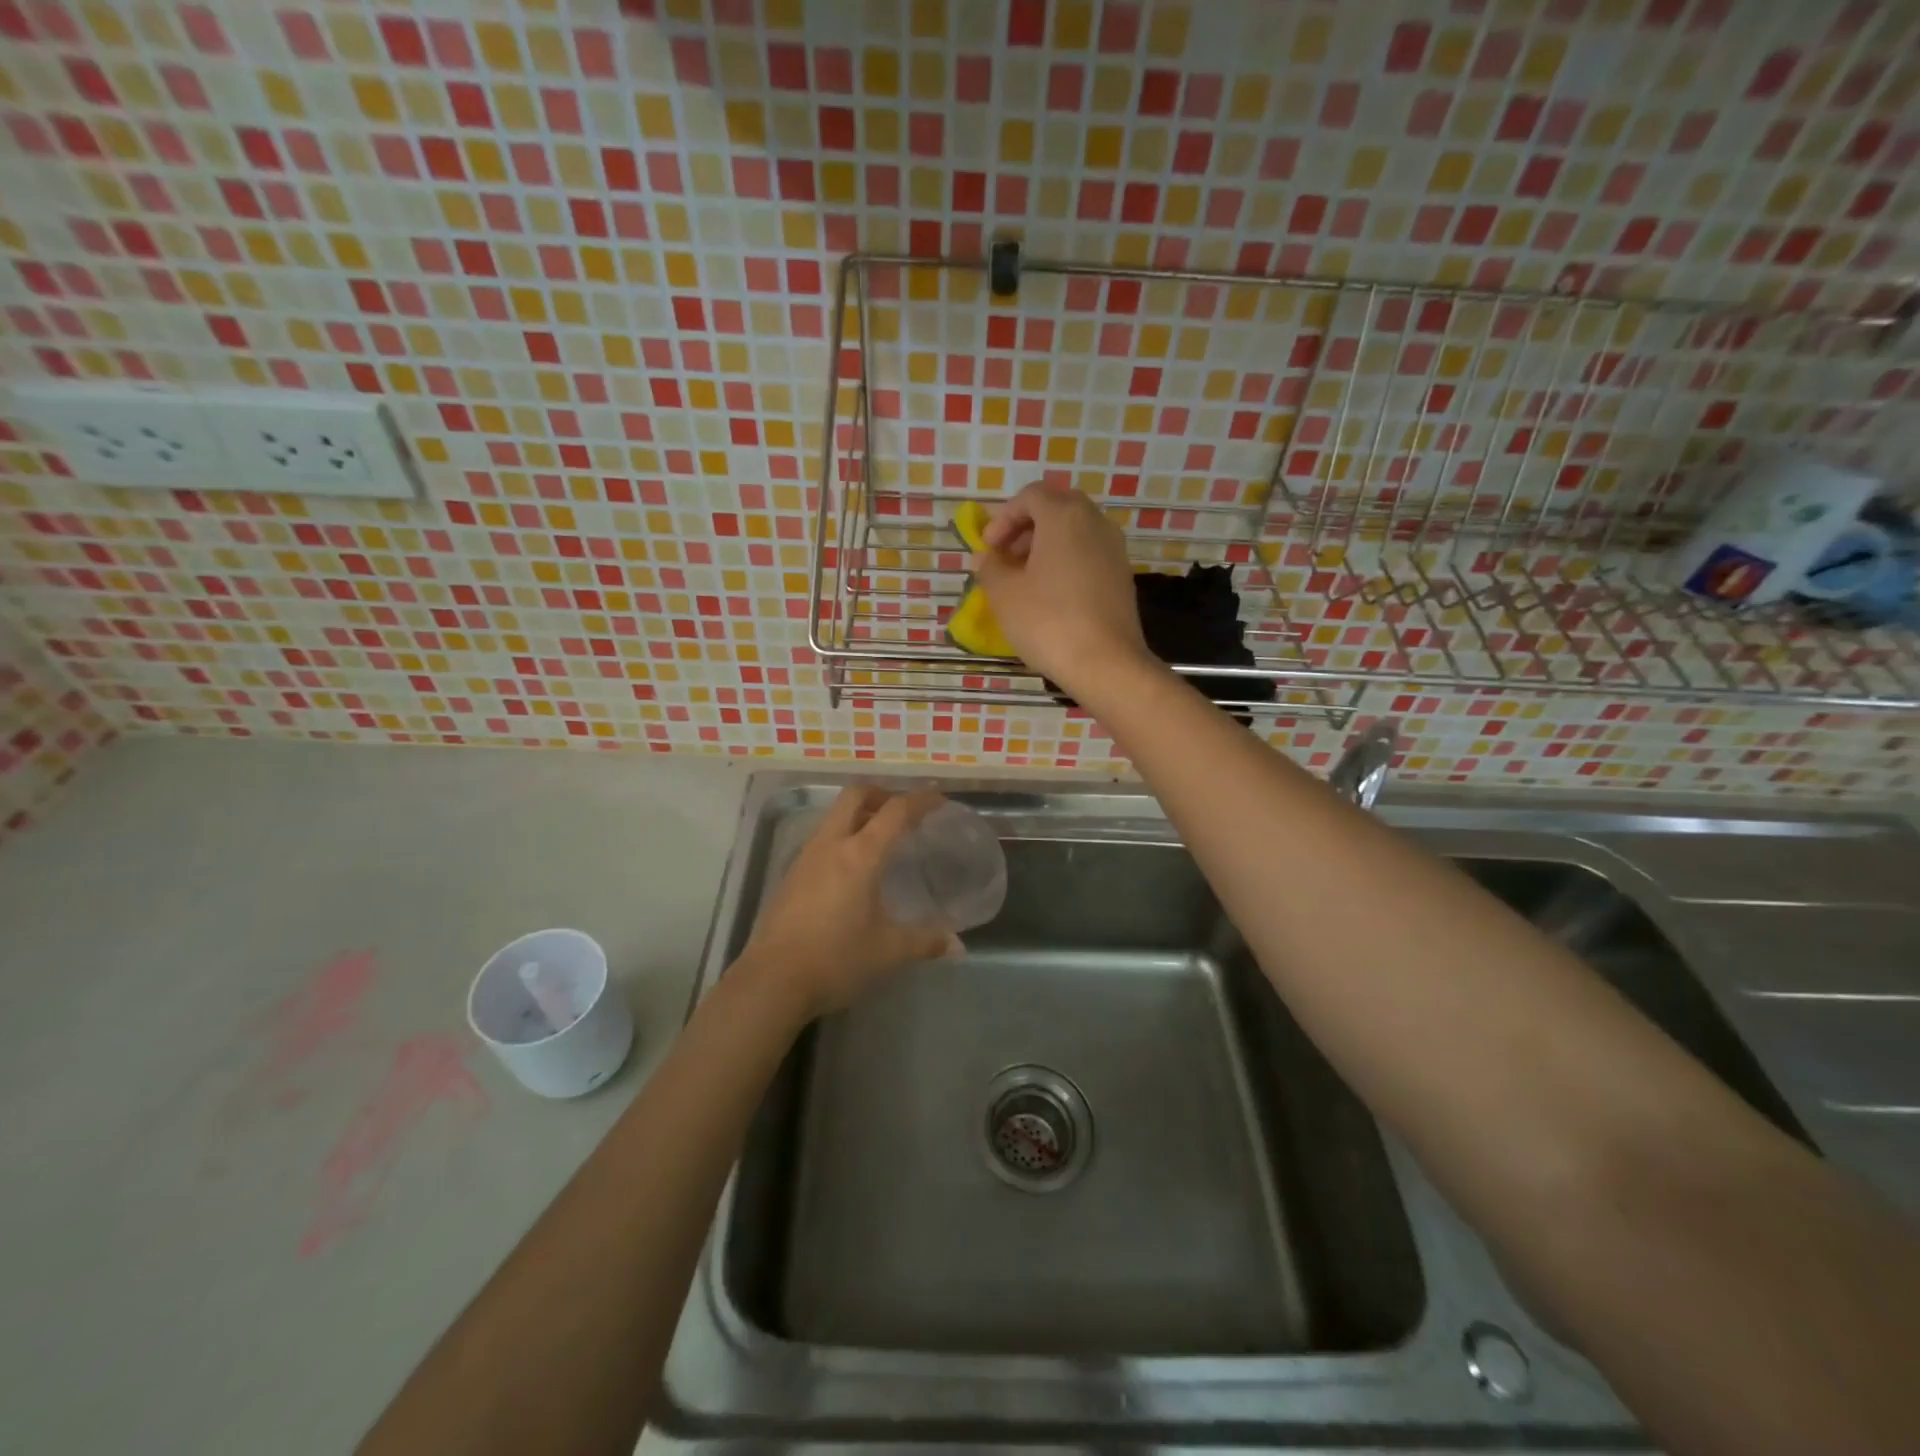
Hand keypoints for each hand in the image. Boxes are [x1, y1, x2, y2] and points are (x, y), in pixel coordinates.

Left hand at [739, 785, 955, 1017]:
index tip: (939, 798)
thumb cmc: (835, 959)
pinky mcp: (790, 875)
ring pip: (834, 816)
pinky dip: (842, 836)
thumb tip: (956, 945)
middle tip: (903, 810)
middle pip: (855, 796)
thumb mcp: (887, 952)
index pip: (895, 811)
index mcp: (860, 855)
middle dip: (882, 793)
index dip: (920, 800)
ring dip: (859, 813)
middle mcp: (831, 845)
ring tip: (880, 837)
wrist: (772, 981)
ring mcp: (806, 857)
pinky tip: (851, 868)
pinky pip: (822, 839)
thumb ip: (924, 942)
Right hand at [972, 482, 1150, 691]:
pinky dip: (1066, 563)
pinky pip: (1089, 554)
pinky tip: (1051, 596)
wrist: (1106, 663)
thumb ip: (990, 567)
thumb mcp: (1004, 594)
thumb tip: (986, 557)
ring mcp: (1114, 549)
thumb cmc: (1048, 621)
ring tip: (1025, 580)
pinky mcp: (1122, 576)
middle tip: (1006, 558)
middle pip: (1056, 508)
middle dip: (1026, 528)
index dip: (1003, 518)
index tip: (989, 548)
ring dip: (1046, 546)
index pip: (1030, 496)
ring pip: (1075, 532)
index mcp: (1064, 516)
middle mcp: (1095, 522)